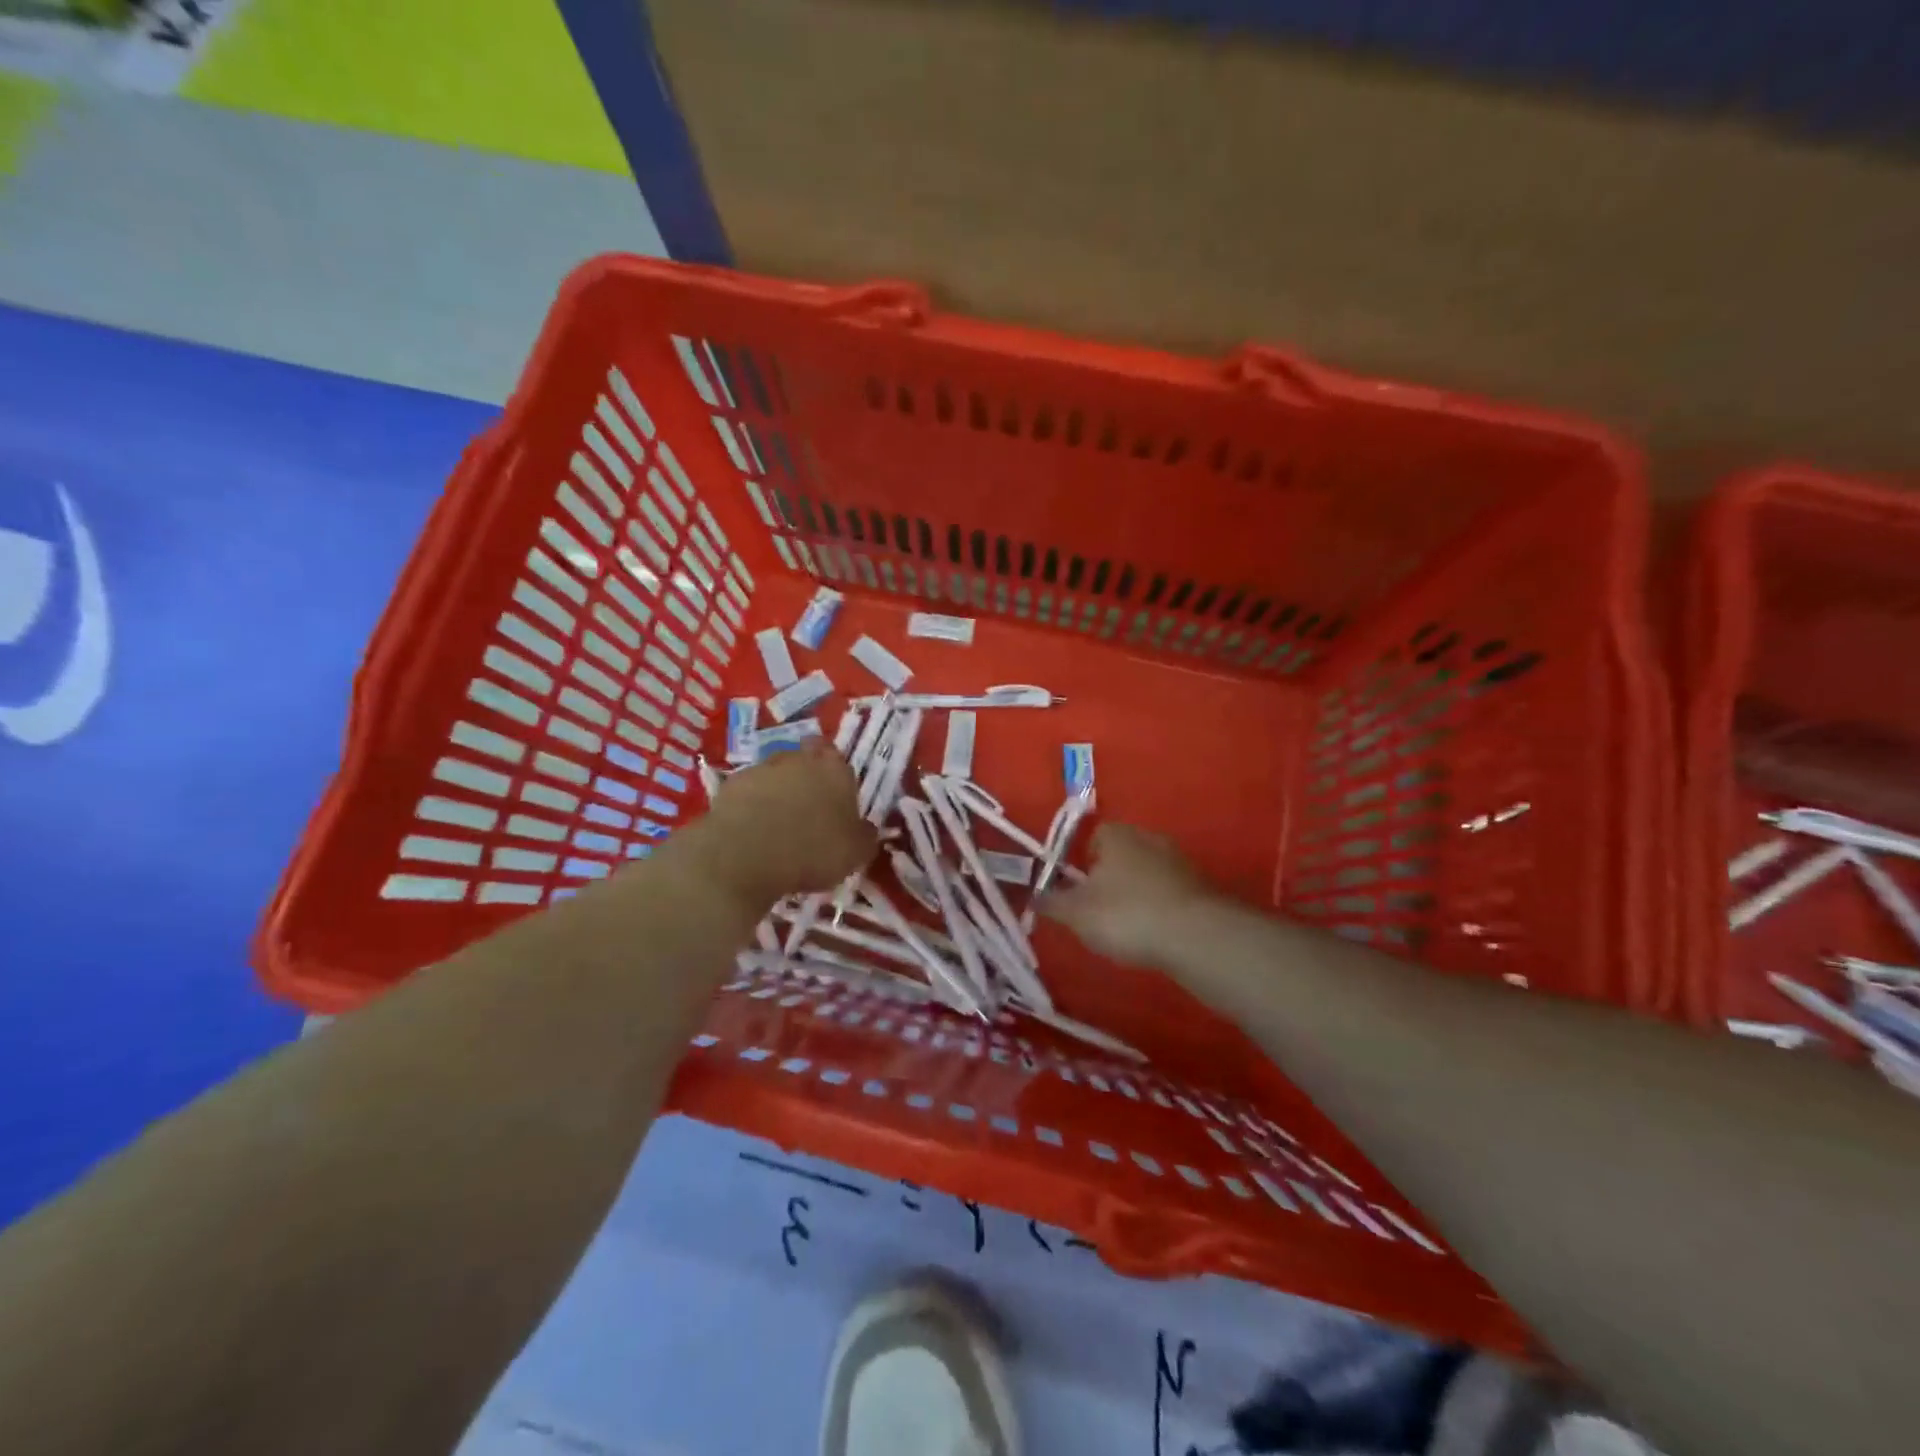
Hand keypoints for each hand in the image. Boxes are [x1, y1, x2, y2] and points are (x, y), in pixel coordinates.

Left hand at [692, 743, 877, 907]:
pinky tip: (752, 833)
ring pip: (773, 775)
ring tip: (777, 826)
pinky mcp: (729, 786)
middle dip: (805, 780)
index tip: (833, 796)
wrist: (745, 855)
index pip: (836, 756)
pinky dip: (750, 807)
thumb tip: (866, 829)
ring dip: (776, 793)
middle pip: (804, 761)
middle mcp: (798, 760)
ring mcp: (760, 769)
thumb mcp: (855, 853)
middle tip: (808, 811)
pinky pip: (747, 793)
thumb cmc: (812, 850)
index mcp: (834, 770)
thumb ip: (864, 836)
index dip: (834, 773)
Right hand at [1041, 823, 1214, 967]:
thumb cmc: (1126, 915)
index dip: (1081, 863)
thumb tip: (1034, 895)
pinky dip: (1160, 908)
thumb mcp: (1075, 913)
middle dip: (1109, 879)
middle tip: (1099, 912)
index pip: (1092, 837)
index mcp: (1116, 835)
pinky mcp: (1202, 886)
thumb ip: (1051, 902)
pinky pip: (1169, 892)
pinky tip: (1155, 933)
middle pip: (1121, 854)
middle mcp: (1149, 837)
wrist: (1195, 936)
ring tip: (1127, 927)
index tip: (1077, 891)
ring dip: (1136, 894)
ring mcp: (1179, 860)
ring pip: (1146, 873)